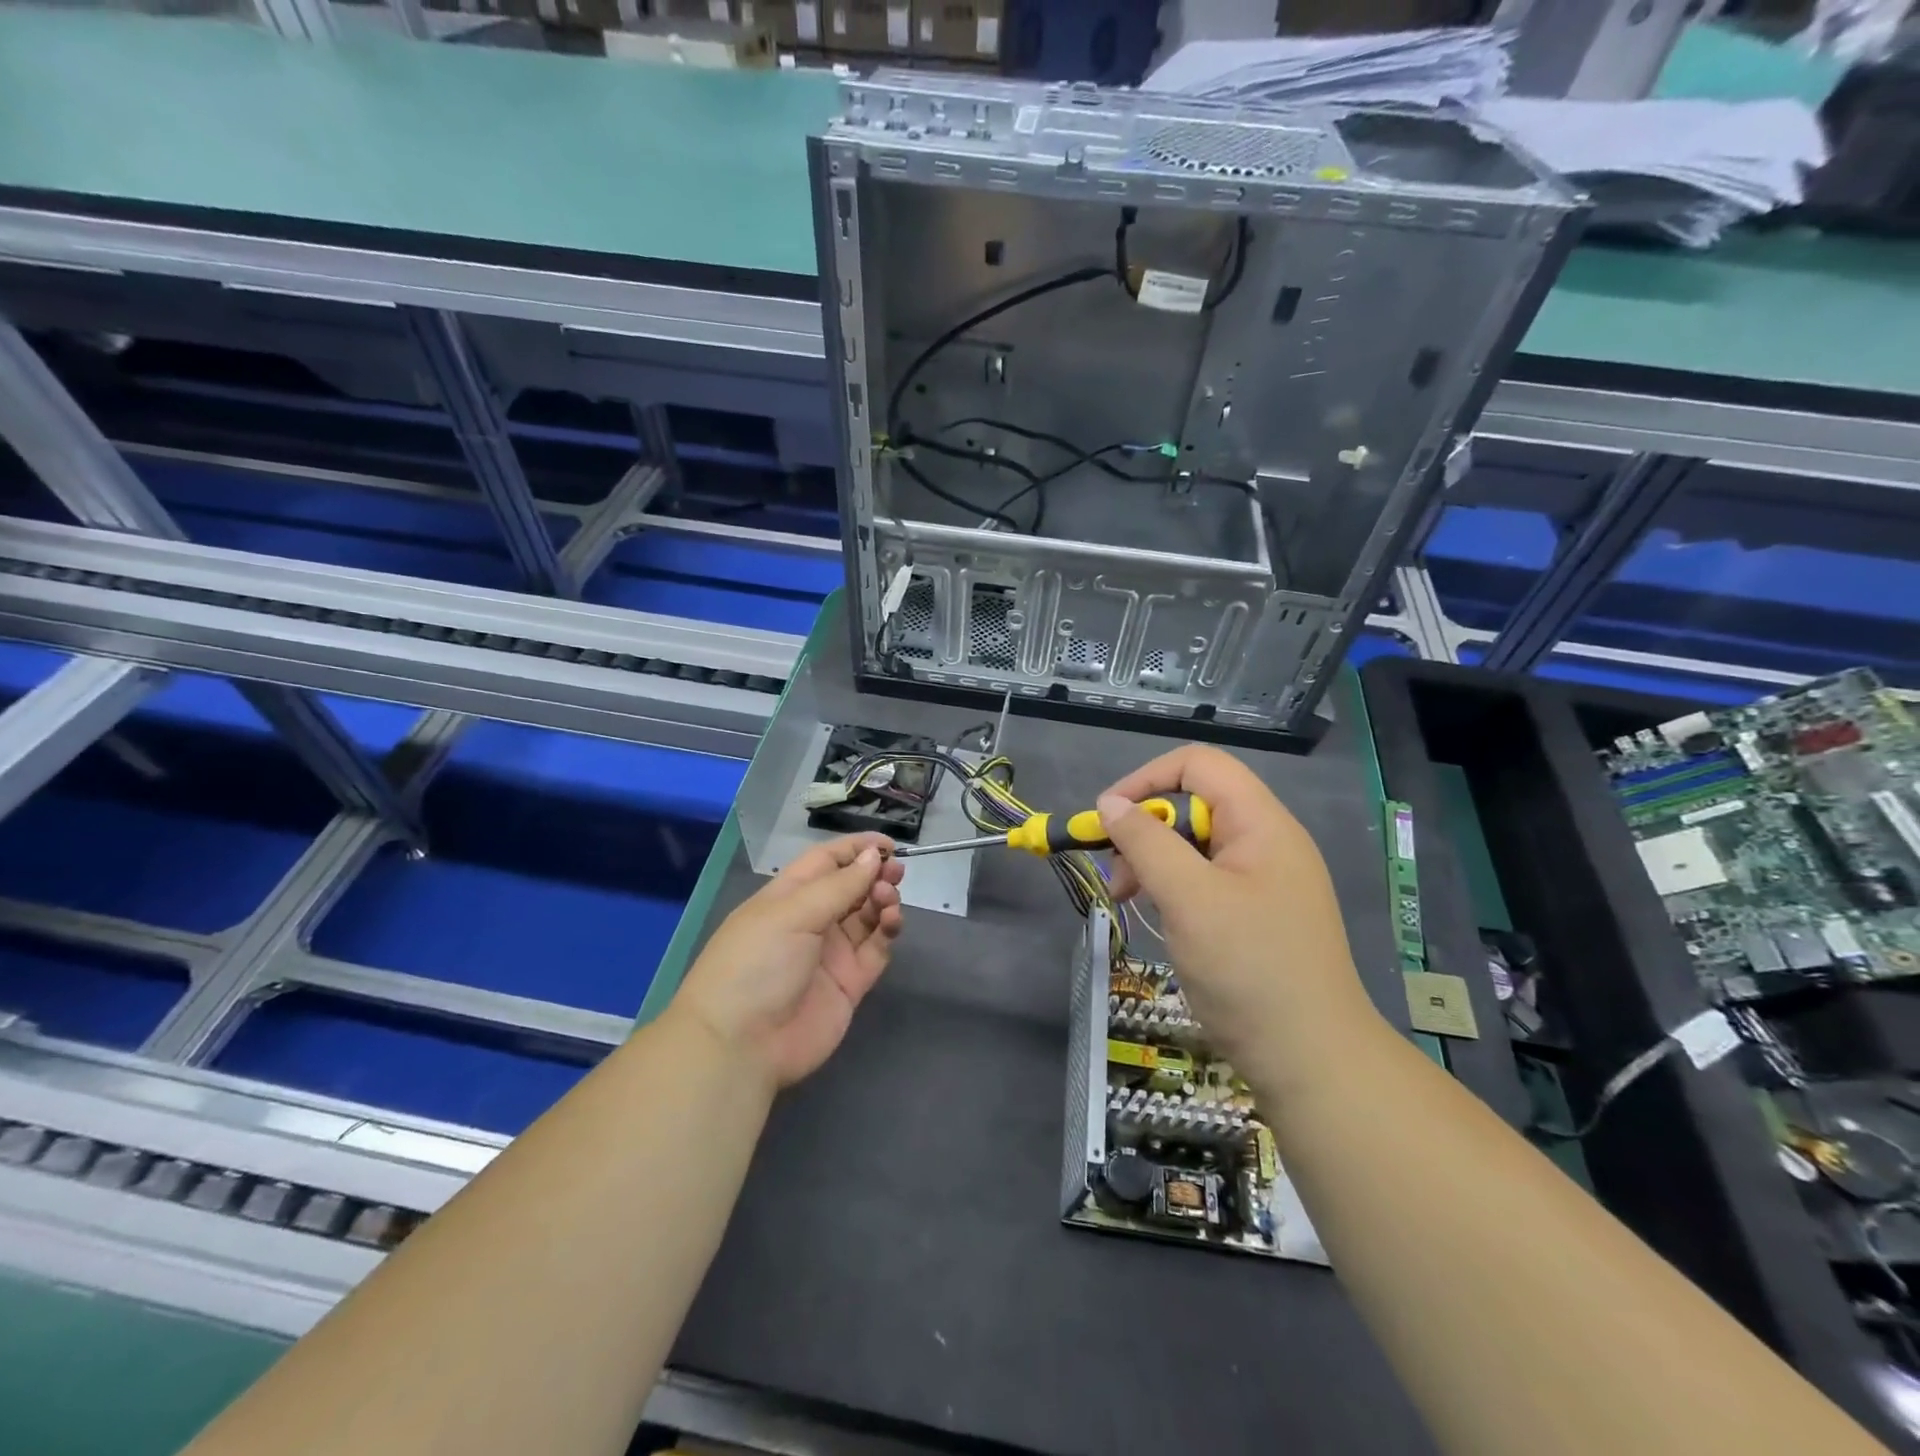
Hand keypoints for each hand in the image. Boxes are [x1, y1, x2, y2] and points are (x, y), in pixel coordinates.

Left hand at [673, 833, 905, 1090]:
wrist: (741, 1045)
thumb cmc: (756, 964)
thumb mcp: (792, 914)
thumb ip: (838, 886)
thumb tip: (871, 857)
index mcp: (788, 897)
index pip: (826, 862)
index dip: (856, 849)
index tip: (889, 845)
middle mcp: (811, 920)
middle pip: (851, 887)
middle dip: (874, 874)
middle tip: (895, 872)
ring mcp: (832, 952)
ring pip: (867, 915)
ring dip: (882, 900)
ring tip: (888, 899)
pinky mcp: (850, 982)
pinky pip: (876, 948)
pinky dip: (888, 931)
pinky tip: (891, 922)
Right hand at [1098, 746, 1374, 1071]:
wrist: (1311, 1061)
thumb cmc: (1249, 970)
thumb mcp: (1189, 899)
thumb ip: (1147, 842)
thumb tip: (1109, 803)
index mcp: (1261, 824)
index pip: (1199, 766)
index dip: (1148, 778)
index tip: (1108, 816)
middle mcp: (1264, 842)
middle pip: (1193, 805)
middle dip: (1145, 831)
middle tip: (1117, 876)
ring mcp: (1261, 880)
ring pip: (1193, 846)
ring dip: (1152, 863)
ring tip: (1127, 900)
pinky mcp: (1253, 914)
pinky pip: (1203, 881)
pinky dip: (1171, 890)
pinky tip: (1158, 919)